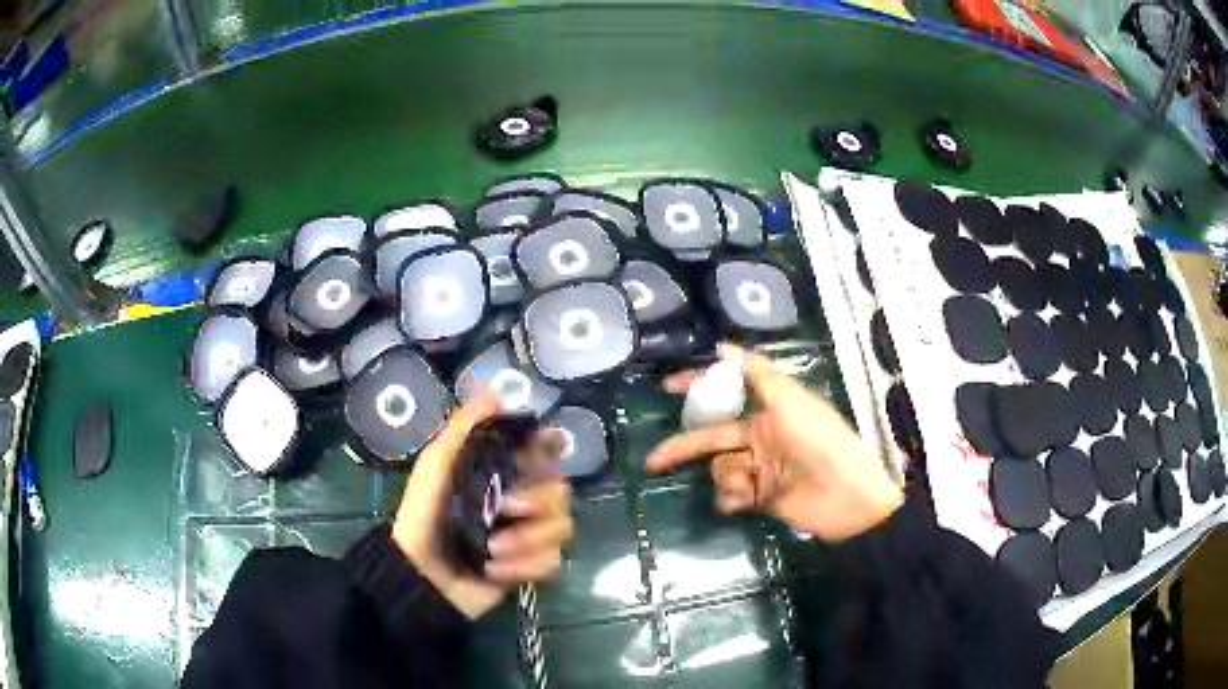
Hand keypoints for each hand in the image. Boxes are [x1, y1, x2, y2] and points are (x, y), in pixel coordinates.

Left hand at [391, 392, 574, 618]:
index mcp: (504, 471)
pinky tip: (496, 570)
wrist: (420, 572)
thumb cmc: (424, 513)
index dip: (551, 452)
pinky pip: (552, 560)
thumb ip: (464, 428)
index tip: (541, 458)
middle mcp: (524, 499)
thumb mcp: (437, 464)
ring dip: (527, 540)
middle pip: (561, 491)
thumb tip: (496, 390)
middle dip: (535, 502)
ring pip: (561, 527)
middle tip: (505, 509)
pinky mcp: (532, 566)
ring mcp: (530, 534)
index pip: (546, 453)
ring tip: (492, 550)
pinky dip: (525, 566)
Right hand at [647, 345, 903, 541]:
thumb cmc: (819, 439)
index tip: (667, 387)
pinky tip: (746, 499)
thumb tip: (722, 347)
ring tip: (748, 482)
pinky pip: (731, 495)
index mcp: (770, 409)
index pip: (727, 392)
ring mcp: (760, 468)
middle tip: (655, 460)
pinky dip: (733, 497)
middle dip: (685, 448)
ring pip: (721, 467)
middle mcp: (761, 436)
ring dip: (728, 475)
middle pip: (713, 438)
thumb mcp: (790, 398)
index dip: (698, 387)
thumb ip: (756, 373)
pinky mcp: (760, 497)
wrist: (845, 496)